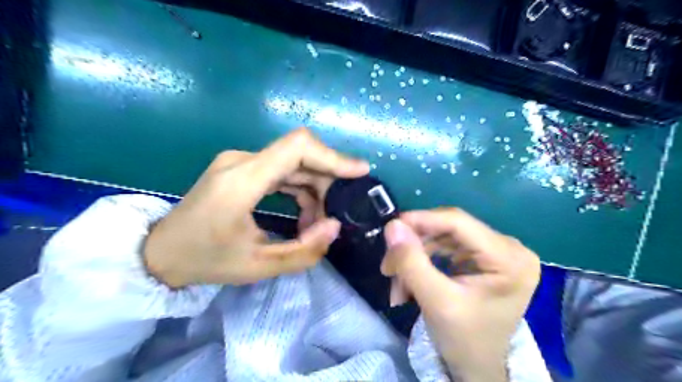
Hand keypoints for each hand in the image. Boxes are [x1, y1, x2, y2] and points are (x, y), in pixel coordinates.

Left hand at [142, 127, 366, 287]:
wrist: (160, 252)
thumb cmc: (206, 261)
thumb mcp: (258, 266)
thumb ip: (304, 251)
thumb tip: (335, 225)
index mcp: (242, 180)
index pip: (297, 148)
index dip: (333, 156)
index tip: (360, 172)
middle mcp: (241, 161)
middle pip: (300, 155)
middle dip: (327, 182)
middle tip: (334, 215)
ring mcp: (240, 162)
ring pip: (294, 163)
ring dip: (314, 189)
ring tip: (316, 222)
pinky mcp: (241, 169)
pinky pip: (282, 170)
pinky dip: (300, 189)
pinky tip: (303, 213)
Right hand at [382, 210, 541, 381]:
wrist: (478, 367)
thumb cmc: (465, 341)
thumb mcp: (436, 302)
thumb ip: (412, 263)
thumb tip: (392, 226)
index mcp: (509, 258)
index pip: (458, 222)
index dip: (421, 220)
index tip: (390, 229)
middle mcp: (508, 247)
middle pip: (448, 230)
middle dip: (414, 247)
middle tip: (388, 268)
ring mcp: (496, 251)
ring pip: (442, 238)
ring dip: (415, 256)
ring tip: (398, 283)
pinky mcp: (483, 257)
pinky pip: (445, 247)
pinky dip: (423, 261)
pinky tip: (410, 280)